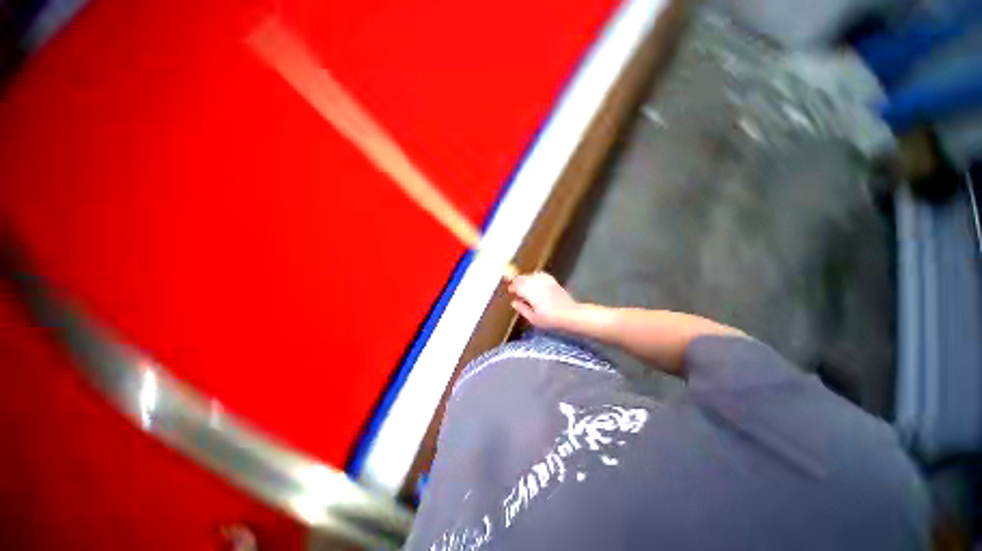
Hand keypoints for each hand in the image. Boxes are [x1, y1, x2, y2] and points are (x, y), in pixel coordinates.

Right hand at [508, 272, 579, 328]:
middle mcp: (535, 283)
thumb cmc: (550, 319)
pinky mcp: (552, 281)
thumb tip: (514, 302)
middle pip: (522, 278)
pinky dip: (535, 276)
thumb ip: (522, 309)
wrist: (570, 314)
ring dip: (524, 279)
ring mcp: (544, 280)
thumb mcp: (533, 318)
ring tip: (524, 286)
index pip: (516, 286)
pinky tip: (535, 280)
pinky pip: (540, 274)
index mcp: (529, 292)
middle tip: (515, 289)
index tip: (510, 292)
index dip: (512, 288)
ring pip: (530, 275)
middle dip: (516, 282)